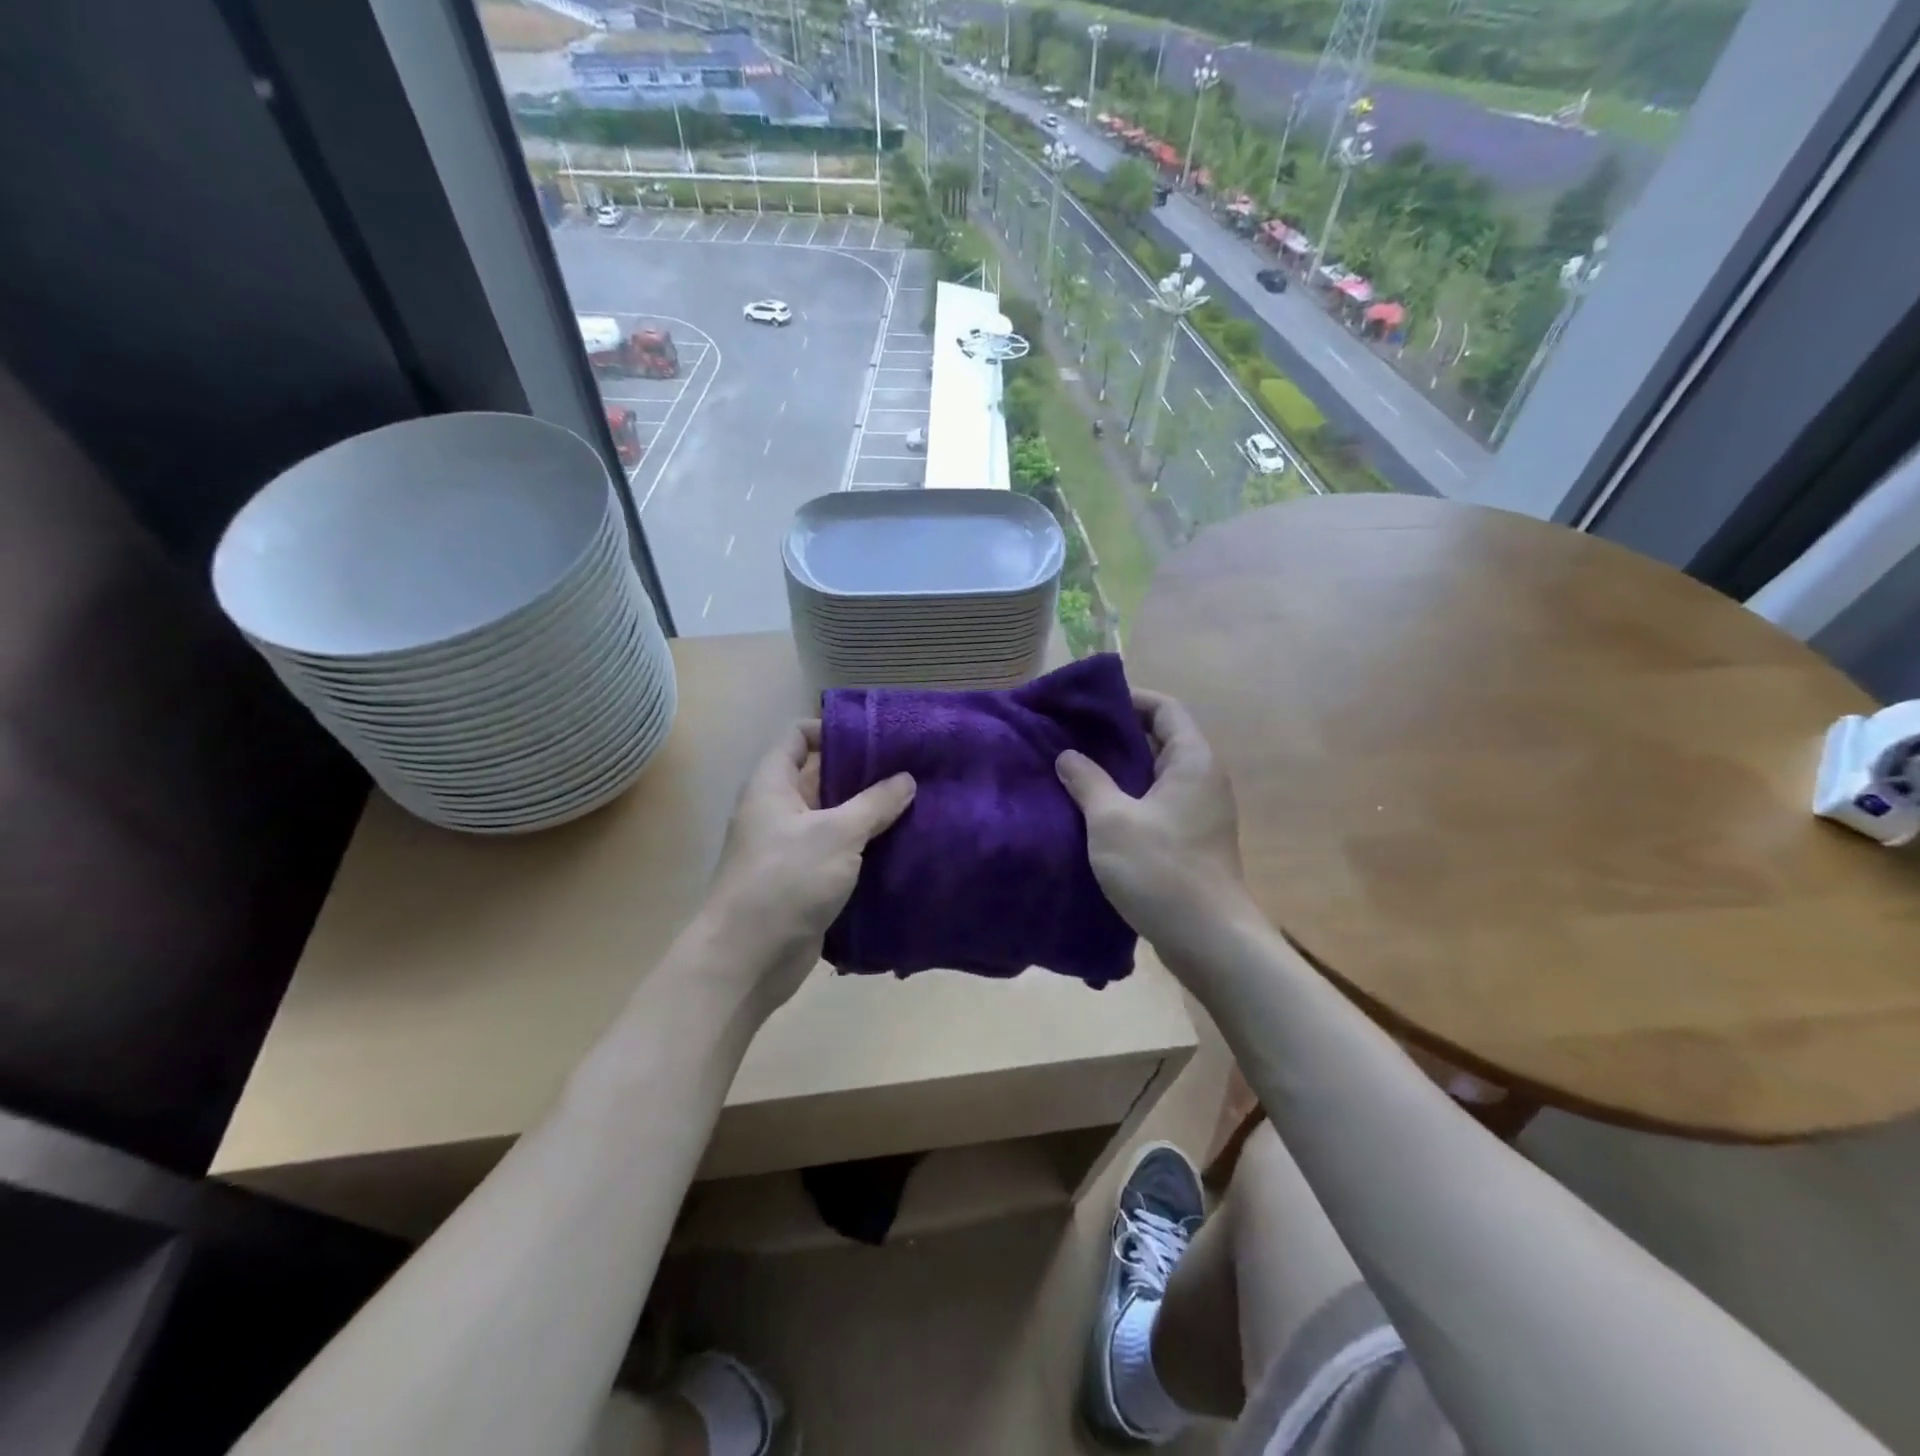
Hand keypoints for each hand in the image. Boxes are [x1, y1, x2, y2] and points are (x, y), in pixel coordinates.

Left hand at [699, 721, 914, 1014]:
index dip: (832, 729)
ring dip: (869, 813)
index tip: (876, 736)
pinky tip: (903, 845)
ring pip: (835, 818)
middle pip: (821, 777)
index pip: (798, 737)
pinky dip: (866, 848)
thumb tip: (907, 779)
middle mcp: (779, 811)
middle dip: (862, 772)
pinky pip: (840, 853)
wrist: (748, 959)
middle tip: (911, 768)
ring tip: (917, 803)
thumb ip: (875, 803)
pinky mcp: (807, 882)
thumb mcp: (837, 834)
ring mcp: (792, 848)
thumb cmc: (785, 880)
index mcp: (773, 786)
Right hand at [1056, 690, 1254, 961]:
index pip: (1164, 708)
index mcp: (1192, 760)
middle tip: (1072, 736)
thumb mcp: (1111, 820)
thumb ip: (1087, 781)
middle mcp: (1203, 778)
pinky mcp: (1193, 839)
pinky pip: (1158, 802)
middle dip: (1118, 734)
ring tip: (1076, 769)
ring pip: (1157, 774)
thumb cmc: (1160, 869)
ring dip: (1121, 769)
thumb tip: (1067, 755)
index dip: (1129, 699)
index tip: (1089, 704)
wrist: (1208, 938)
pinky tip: (1095, 810)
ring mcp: (1201, 811)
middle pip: (1161, 738)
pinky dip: (1129, 797)